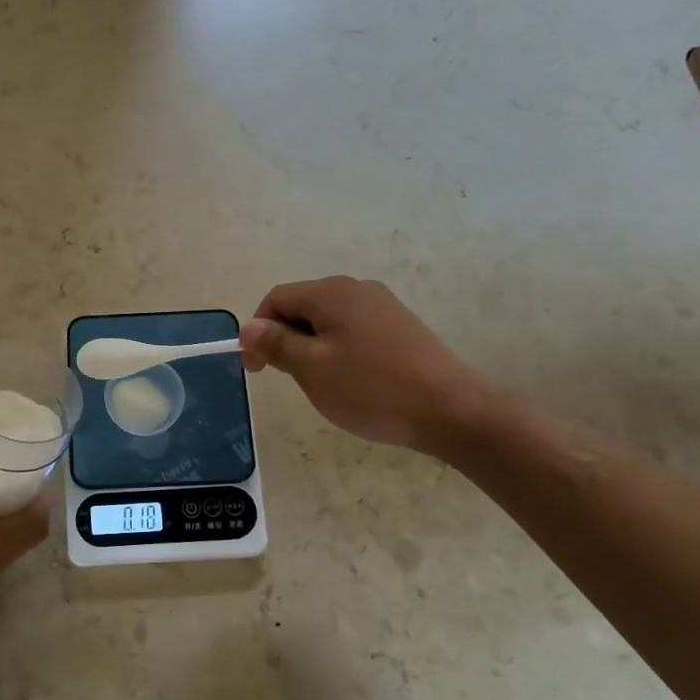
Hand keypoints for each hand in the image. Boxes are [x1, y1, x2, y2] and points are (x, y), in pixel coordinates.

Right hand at [239, 276, 497, 456]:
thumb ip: (276, 343)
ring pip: (329, 320)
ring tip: (319, 383)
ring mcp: (383, 306)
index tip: (255, 369)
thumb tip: (249, 326)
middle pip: (303, 306)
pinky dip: (338, 350)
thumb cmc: (372, 389)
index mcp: (331, 293)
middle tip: (285, 378)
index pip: (276, 299)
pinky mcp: (401, 327)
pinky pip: (354, 330)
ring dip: (311, 346)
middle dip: (284, 338)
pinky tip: (351, 380)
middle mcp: (357, 289)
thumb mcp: (312, 368)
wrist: (450, 410)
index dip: (257, 331)